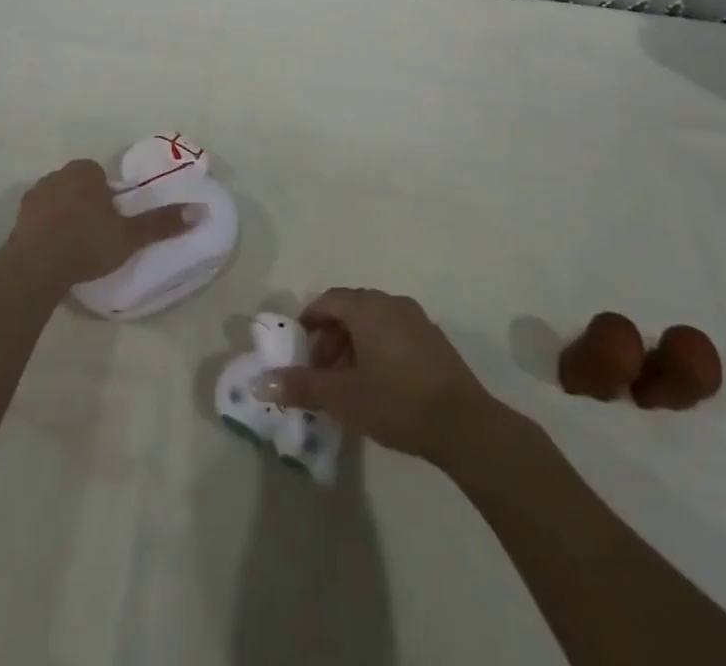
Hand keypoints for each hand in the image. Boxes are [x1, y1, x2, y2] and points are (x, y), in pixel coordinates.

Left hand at [6, 159, 191, 290]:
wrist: (36, 267)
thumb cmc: (88, 243)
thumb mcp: (130, 236)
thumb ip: (161, 223)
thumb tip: (199, 211)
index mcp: (86, 171)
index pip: (101, 177)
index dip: (108, 198)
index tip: (111, 222)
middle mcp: (58, 174)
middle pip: (79, 186)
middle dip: (86, 204)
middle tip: (96, 235)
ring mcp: (35, 194)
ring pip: (58, 200)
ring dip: (65, 216)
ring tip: (74, 247)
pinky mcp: (18, 217)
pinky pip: (39, 218)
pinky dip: (46, 229)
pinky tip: (53, 252)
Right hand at [260, 287, 495, 463]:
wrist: (464, 425)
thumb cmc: (396, 402)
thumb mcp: (343, 398)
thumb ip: (302, 386)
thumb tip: (261, 383)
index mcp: (367, 308)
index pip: (328, 300)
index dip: (309, 321)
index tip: (300, 350)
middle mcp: (391, 303)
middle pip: (350, 308)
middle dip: (331, 337)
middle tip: (322, 371)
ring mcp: (417, 319)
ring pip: (374, 321)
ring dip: (354, 344)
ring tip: (348, 383)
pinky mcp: (434, 340)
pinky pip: (395, 332)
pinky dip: (378, 348)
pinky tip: (379, 384)